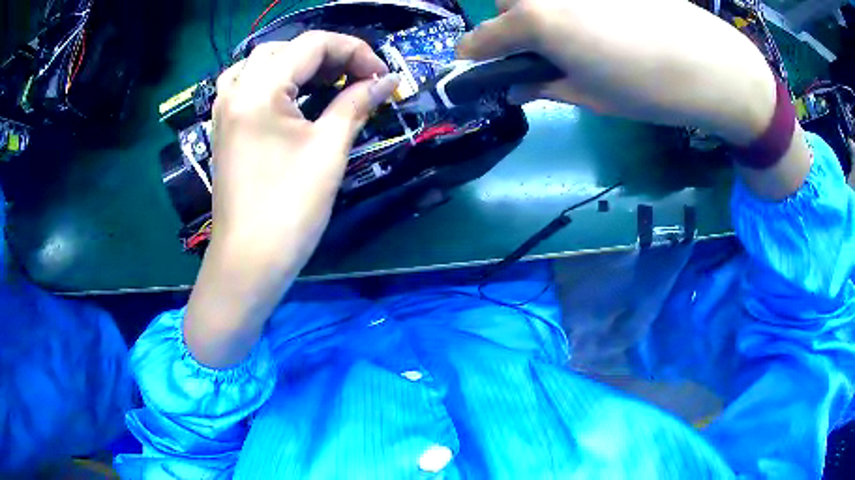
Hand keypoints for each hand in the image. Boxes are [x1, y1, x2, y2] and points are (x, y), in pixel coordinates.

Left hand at [212, 31, 396, 269]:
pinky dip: (273, 80)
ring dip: (298, 64)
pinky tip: (289, 96)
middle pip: (287, 48)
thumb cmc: (289, 209)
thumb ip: (356, 104)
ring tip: (325, 82)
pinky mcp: (224, 129)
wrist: (249, 262)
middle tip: (359, 79)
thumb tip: (387, 81)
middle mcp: (236, 90)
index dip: (355, 51)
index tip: (383, 76)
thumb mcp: (329, 150)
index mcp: (259, 90)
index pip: (313, 44)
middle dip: (329, 56)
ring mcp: (225, 110)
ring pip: (262, 63)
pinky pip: (247, 85)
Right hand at [457, 0, 775, 145]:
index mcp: (538, 20)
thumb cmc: (649, 90)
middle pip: (510, 2)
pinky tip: (606, 21)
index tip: (473, 67)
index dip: (474, 55)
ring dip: (543, 11)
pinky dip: (576, 6)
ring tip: (579, 35)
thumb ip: (544, 85)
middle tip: (544, 51)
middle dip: (515, 24)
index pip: (484, 36)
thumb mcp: (591, 97)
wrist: (712, 66)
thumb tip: (514, 86)